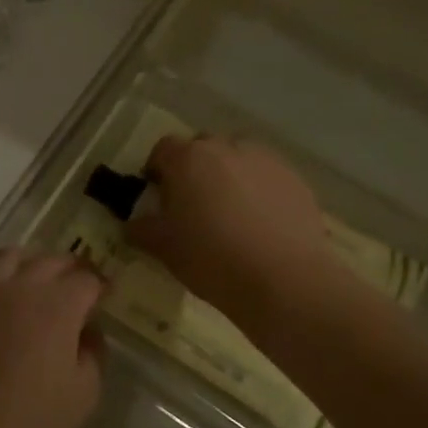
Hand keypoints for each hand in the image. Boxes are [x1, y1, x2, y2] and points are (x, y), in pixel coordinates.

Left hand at [0, 250, 104, 427]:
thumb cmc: (34, 420)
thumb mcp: (85, 392)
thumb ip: (94, 351)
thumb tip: (88, 329)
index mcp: (58, 305)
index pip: (86, 279)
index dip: (101, 285)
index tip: (107, 295)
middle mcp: (22, 288)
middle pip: (51, 260)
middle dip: (72, 269)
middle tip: (80, 285)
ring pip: (12, 257)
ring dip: (33, 262)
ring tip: (40, 281)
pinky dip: (3, 279)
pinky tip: (7, 302)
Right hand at [127, 136, 334, 337]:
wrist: (284, 280)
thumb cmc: (212, 259)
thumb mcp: (165, 249)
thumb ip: (143, 229)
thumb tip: (132, 224)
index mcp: (189, 159)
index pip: (163, 149)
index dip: (157, 169)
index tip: (158, 194)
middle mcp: (227, 147)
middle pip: (203, 148)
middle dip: (194, 168)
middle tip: (193, 204)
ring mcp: (265, 160)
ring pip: (238, 158)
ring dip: (228, 175)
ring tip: (231, 212)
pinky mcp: (295, 179)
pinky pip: (267, 176)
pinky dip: (258, 190)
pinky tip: (261, 223)